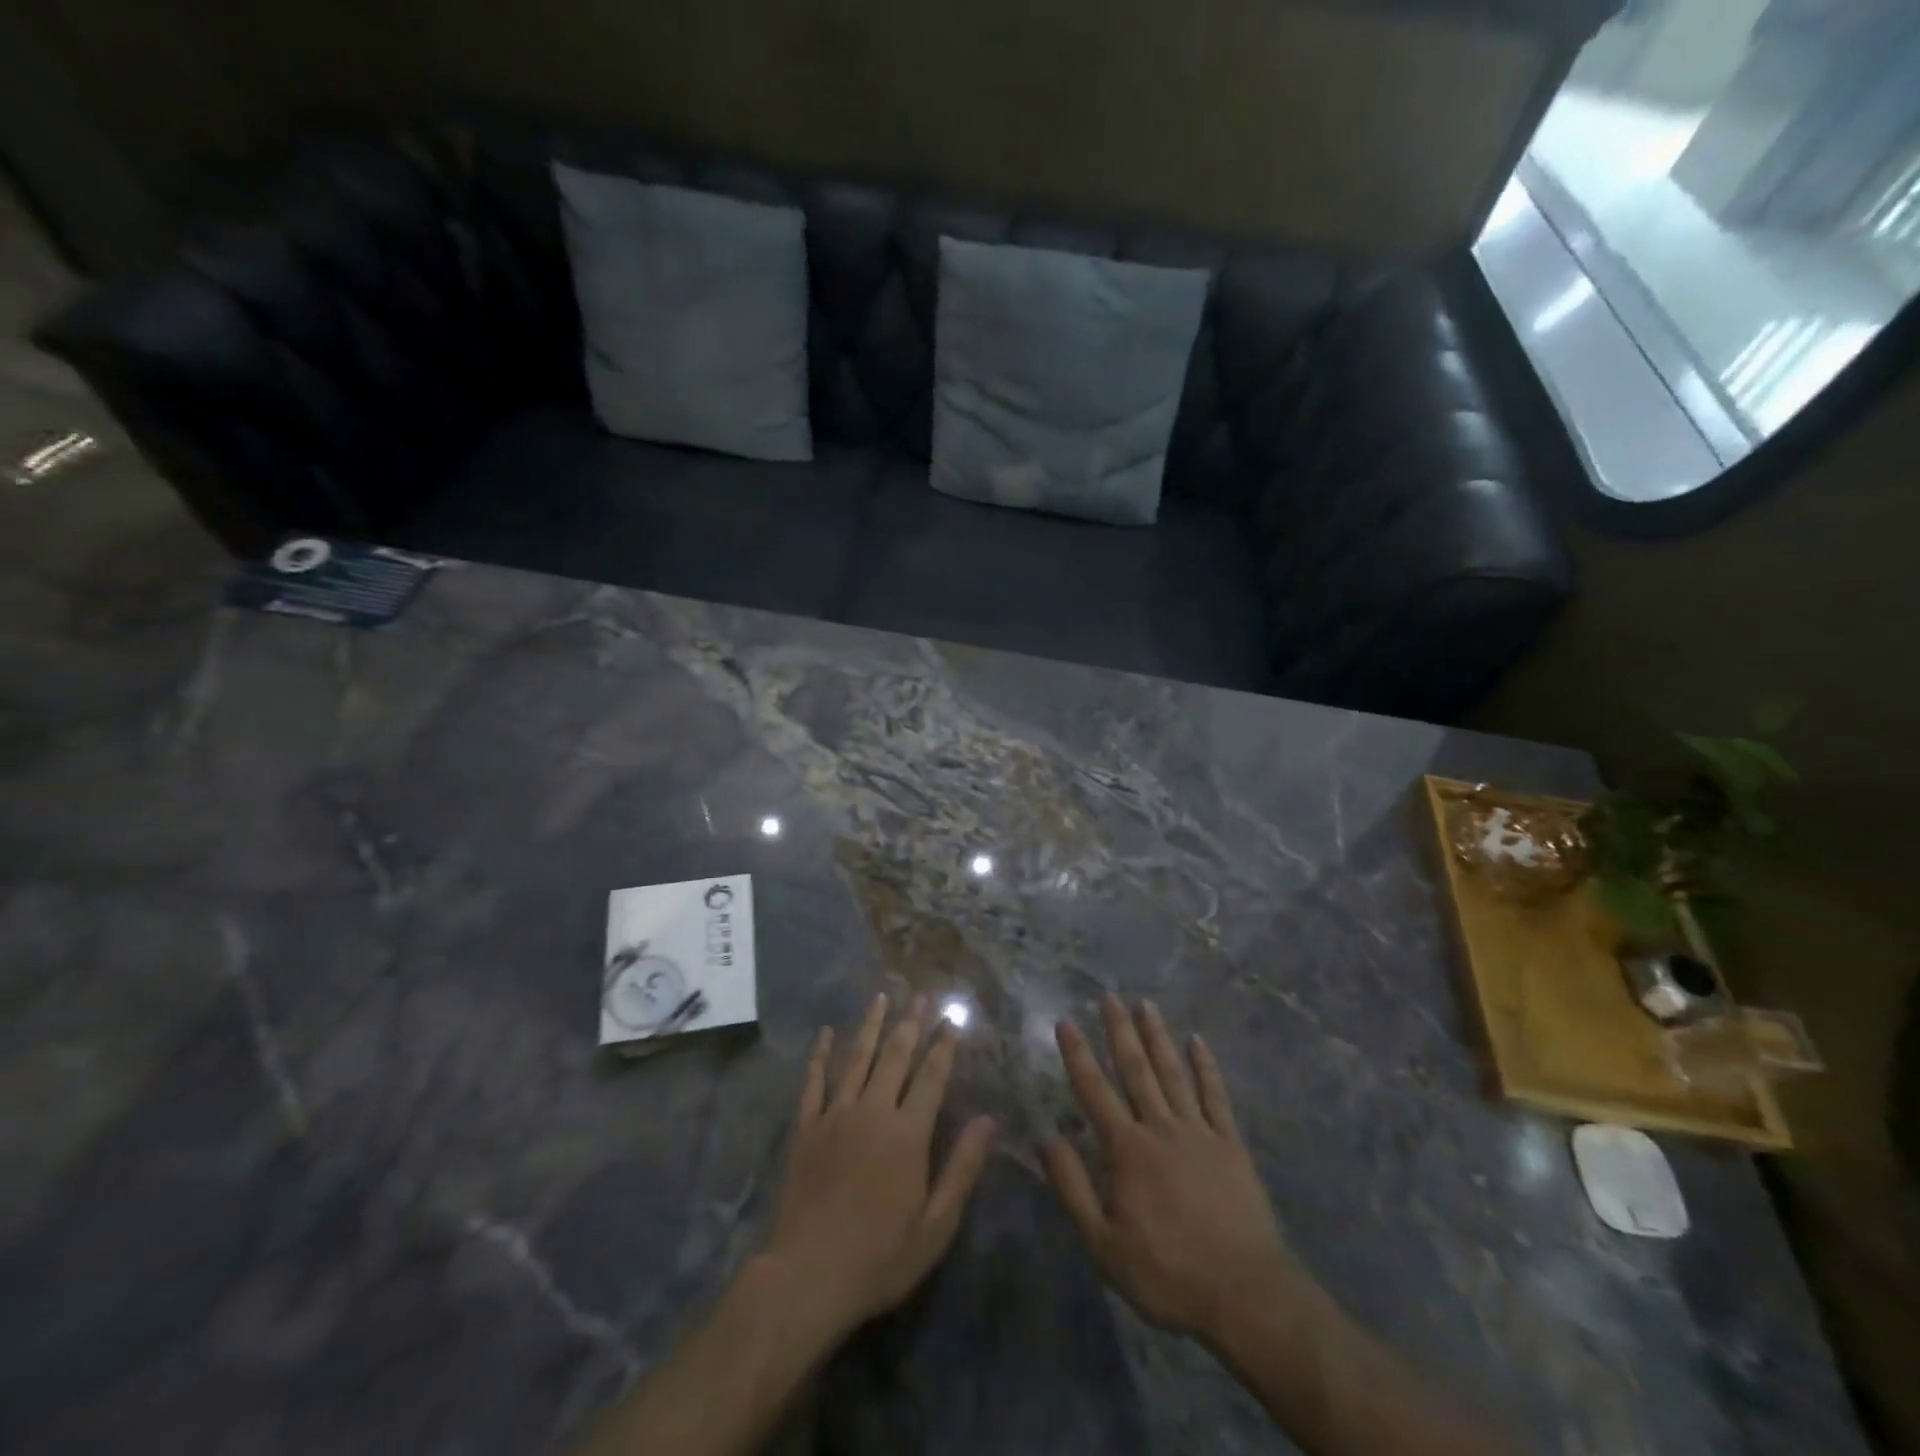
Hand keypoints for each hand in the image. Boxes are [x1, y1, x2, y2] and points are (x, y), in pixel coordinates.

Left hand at [763, 993, 996, 1340]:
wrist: (807, 1276)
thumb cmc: (880, 1257)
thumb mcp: (936, 1226)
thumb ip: (962, 1168)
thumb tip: (989, 1120)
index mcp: (908, 1133)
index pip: (931, 1076)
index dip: (943, 1045)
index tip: (952, 1018)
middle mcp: (873, 1111)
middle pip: (895, 1057)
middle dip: (910, 1023)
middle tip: (921, 995)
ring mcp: (835, 1115)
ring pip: (856, 1058)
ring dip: (870, 1025)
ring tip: (881, 997)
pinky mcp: (806, 1128)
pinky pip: (814, 1082)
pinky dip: (820, 1055)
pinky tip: (824, 1033)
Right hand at [1044, 995, 1304, 1343]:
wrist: (1245, 1295)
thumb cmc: (1167, 1273)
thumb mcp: (1104, 1244)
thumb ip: (1072, 1187)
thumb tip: (1046, 1137)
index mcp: (1128, 1150)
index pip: (1095, 1091)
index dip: (1077, 1055)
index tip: (1066, 1021)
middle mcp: (1161, 1128)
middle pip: (1136, 1070)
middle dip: (1119, 1031)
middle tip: (1109, 996)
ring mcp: (1199, 1132)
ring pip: (1173, 1073)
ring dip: (1157, 1037)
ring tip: (1145, 1004)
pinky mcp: (1231, 1145)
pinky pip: (1216, 1096)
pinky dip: (1206, 1067)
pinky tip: (1198, 1041)